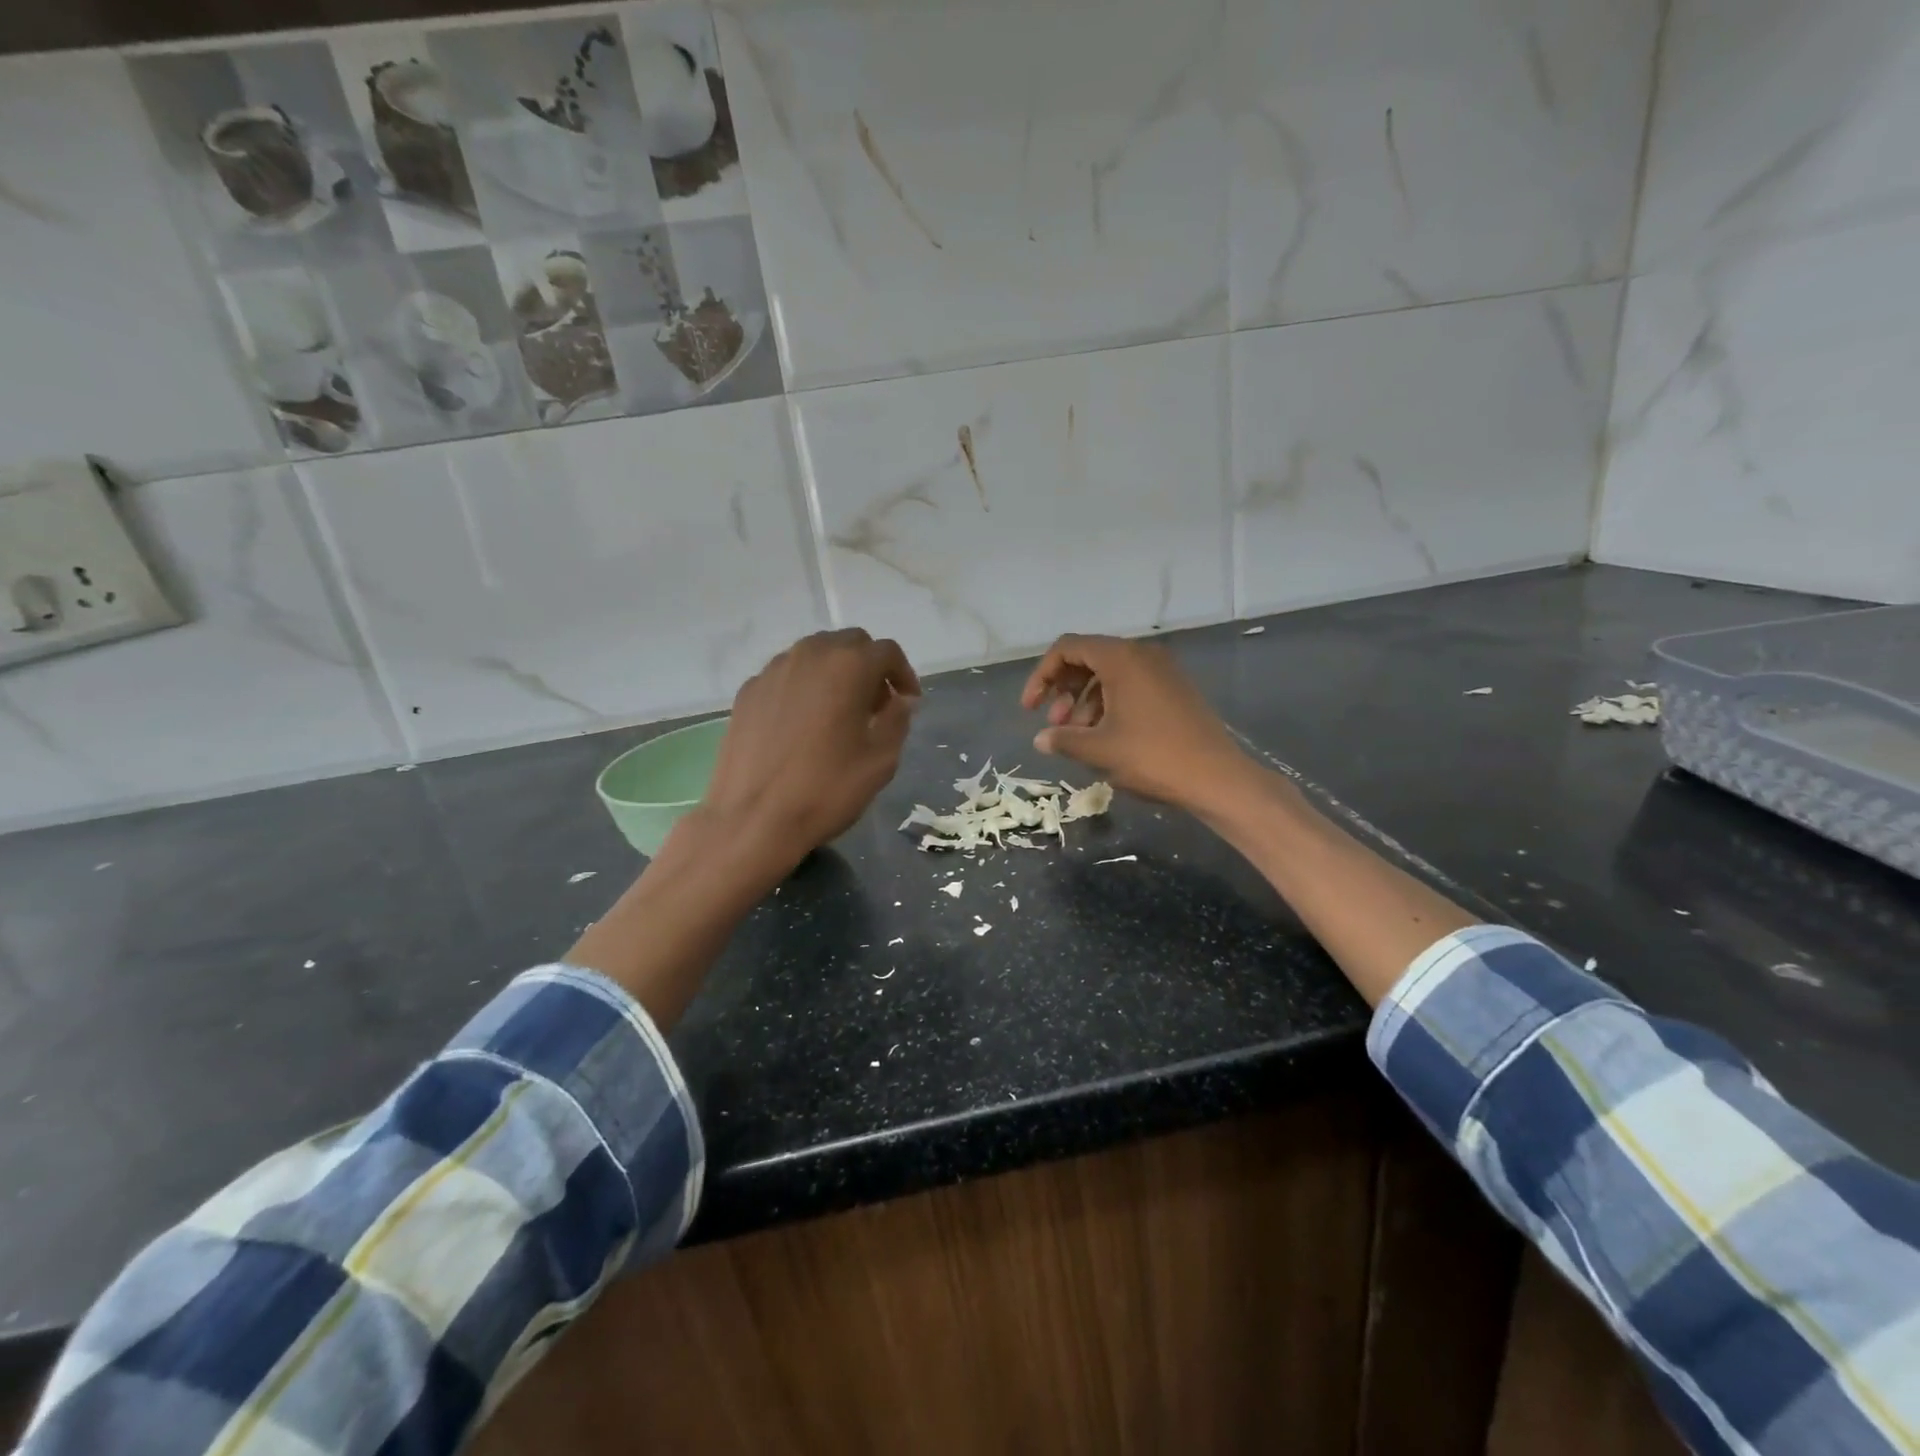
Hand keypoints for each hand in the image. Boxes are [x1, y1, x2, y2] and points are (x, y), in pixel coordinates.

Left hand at [700, 629, 921, 869]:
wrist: (753, 819)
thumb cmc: (826, 789)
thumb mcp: (881, 760)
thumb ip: (897, 720)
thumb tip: (901, 700)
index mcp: (848, 666)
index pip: (886, 652)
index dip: (903, 674)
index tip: (908, 703)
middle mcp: (809, 655)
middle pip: (849, 644)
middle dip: (869, 668)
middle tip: (876, 706)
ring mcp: (772, 671)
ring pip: (814, 655)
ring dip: (835, 673)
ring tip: (839, 713)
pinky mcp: (748, 691)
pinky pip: (786, 675)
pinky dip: (804, 687)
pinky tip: (803, 724)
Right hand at [1019, 633, 1250, 811]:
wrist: (1217, 778)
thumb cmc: (1153, 757)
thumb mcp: (1099, 749)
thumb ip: (1063, 739)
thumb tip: (1041, 739)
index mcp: (1122, 658)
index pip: (1067, 648)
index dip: (1042, 676)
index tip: (1031, 709)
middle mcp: (1142, 654)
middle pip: (1088, 658)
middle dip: (1064, 690)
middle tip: (1056, 726)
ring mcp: (1162, 671)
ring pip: (1109, 674)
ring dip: (1085, 702)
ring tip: (1079, 738)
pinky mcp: (1174, 689)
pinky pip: (1131, 685)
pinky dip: (1109, 704)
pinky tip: (1105, 737)